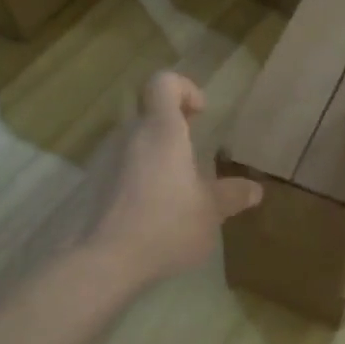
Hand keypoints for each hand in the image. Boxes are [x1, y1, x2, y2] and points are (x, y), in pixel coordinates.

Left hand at [85, 72, 261, 286]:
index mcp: (161, 131)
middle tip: (192, 153)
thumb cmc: (165, 225)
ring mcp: (103, 159)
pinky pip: (117, 168)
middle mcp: (129, 135)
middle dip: (171, 125)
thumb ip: (232, 196)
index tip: (201, 114)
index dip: (184, 88)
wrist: (101, 261)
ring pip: (131, 140)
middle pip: (146, 111)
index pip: (164, 82)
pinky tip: (149, 211)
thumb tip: (255, 189)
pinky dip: (135, 178)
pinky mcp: (90, 185)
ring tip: (174, 188)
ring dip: (153, 153)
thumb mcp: (210, 213)